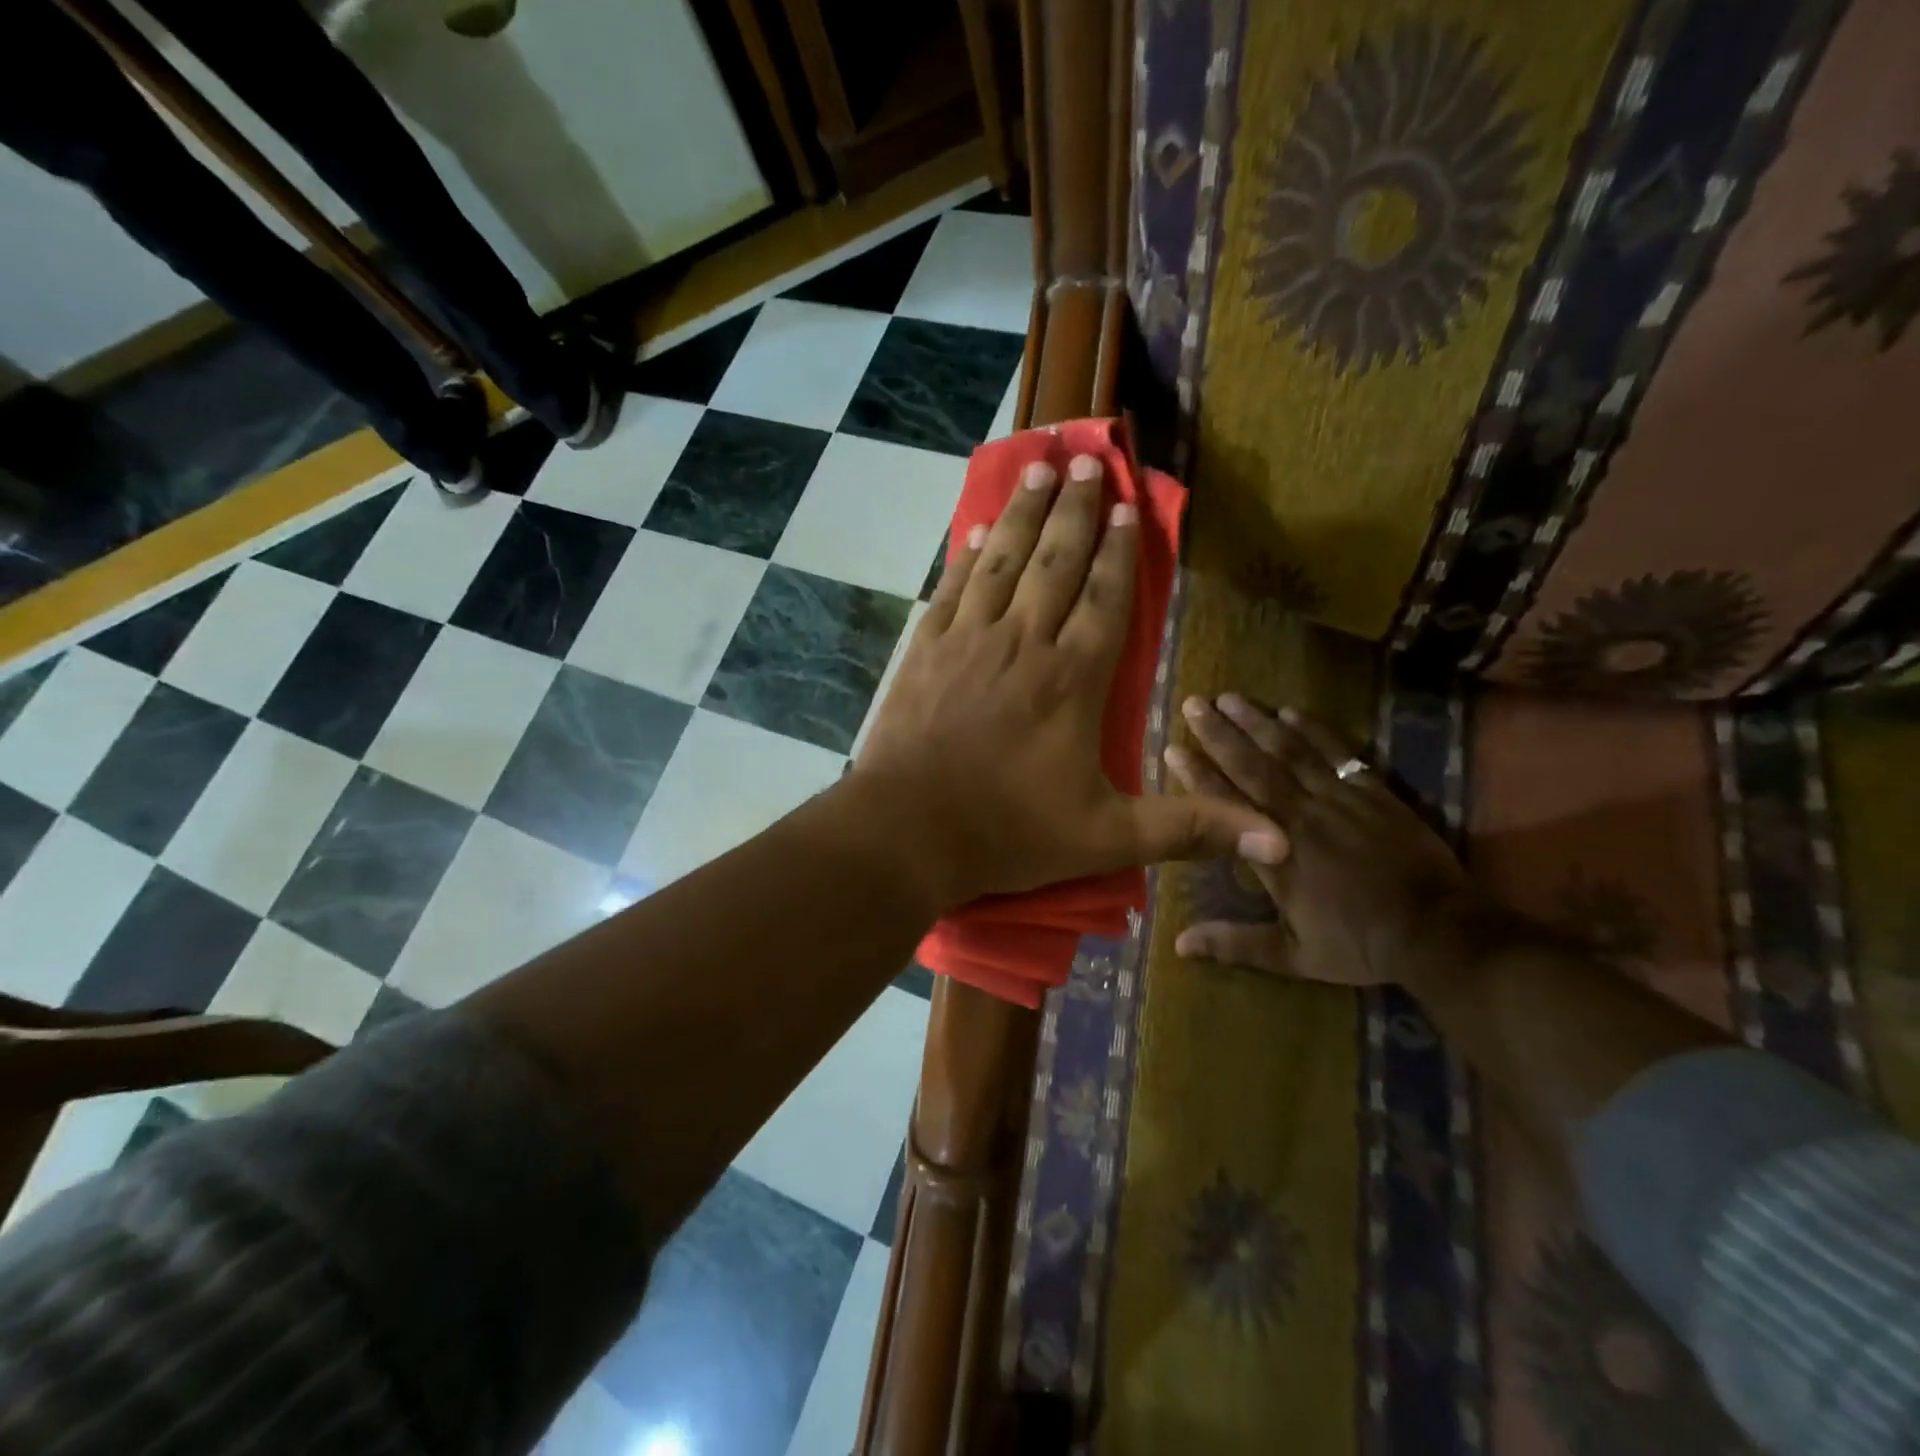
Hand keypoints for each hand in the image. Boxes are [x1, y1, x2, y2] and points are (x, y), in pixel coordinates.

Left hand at [851, 455, 1286, 913]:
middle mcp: (1023, 642)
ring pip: (1004, 561)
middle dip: (1075, 510)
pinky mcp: (924, 649)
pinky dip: (970, 553)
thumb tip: (1280, 844)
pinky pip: (954, 586)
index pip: (1105, 598)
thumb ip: (1190, 828)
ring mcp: (968, 639)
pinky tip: (980, 528)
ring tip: (1040, 469)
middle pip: (1055, 562)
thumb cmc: (1009, 832)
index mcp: (1073, 679)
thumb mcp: (1108, 838)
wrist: (907, 831)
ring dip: (1025, 512)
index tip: (1126, 507)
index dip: (1118, 551)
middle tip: (1087, 461)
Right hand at [1165, 695, 1470, 988]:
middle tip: (1193, 704)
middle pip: (1253, 766)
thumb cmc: (1360, 944)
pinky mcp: (1373, 793)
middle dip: (1219, 733)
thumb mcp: (1294, 955)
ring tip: (1230, 697)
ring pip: (1291, 752)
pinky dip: (1314, 730)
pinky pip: (1338, 753)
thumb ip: (1236, 944)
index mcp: (1277, 854)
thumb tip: (1179, 945)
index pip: (1226, 806)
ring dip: (1258, 722)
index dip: (1196, 776)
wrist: (1439, 933)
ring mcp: (1339, 800)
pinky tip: (1292, 711)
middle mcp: (1301, 817)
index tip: (1172, 749)